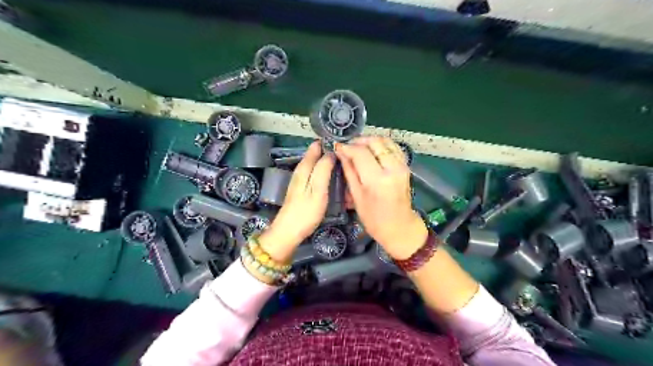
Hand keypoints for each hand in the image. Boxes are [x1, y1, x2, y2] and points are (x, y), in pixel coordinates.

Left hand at [258, 141, 333, 264]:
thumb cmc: (305, 211)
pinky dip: (323, 170)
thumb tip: (331, 152)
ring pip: (314, 164)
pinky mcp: (302, 189)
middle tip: (346, 150)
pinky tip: (331, 175)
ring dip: (326, 159)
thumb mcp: (318, 190)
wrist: (289, 231)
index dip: (327, 142)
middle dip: (328, 150)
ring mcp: (300, 180)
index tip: (343, 140)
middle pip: (314, 155)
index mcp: (304, 168)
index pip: (315, 147)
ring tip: (342, 160)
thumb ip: (323, 170)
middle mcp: (301, 171)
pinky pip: (314, 173)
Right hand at [336, 137, 428, 259]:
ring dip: (370, 141)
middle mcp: (392, 168)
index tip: (337, 147)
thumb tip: (340, 152)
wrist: (399, 227)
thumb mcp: (357, 196)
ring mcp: (402, 166)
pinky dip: (381, 145)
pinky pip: (393, 147)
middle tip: (348, 147)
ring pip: (385, 141)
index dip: (347, 147)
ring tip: (358, 148)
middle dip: (358, 141)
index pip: (360, 153)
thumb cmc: (374, 218)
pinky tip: (372, 151)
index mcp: (377, 180)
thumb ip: (349, 171)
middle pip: (374, 142)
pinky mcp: (406, 166)